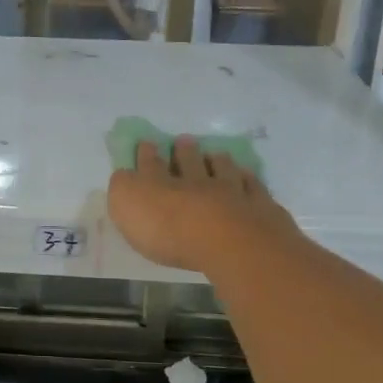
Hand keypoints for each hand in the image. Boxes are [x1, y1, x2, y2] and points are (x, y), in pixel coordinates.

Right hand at [107, 138, 300, 274]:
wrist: (228, 241)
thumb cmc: (169, 230)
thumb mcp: (127, 208)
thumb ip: (123, 189)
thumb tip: (124, 175)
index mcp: (160, 183)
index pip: (150, 164)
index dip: (147, 153)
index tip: (147, 143)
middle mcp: (195, 181)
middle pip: (190, 162)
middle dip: (185, 151)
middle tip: (184, 140)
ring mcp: (231, 192)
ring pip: (223, 171)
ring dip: (218, 161)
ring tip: (217, 155)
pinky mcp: (259, 208)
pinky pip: (253, 188)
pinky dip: (249, 181)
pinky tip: (248, 178)